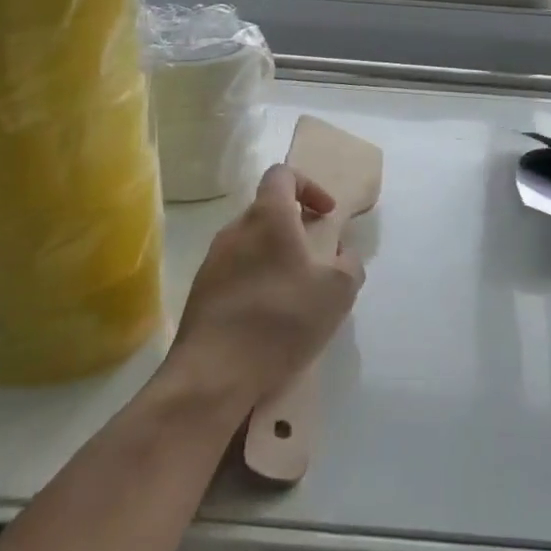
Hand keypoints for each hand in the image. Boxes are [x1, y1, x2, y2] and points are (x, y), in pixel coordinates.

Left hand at [167, 165, 365, 411]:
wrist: (213, 375)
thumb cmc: (281, 319)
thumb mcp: (337, 292)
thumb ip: (350, 264)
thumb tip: (344, 253)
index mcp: (267, 217)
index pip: (282, 175)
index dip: (309, 186)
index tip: (326, 214)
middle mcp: (235, 229)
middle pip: (266, 210)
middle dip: (295, 225)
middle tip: (318, 255)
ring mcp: (212, 261)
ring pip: (250, 243)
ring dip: (275, 255)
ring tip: (297, 290)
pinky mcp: (200, 293)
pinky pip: (235, 272)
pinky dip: (256, 280)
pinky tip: (270, 316)